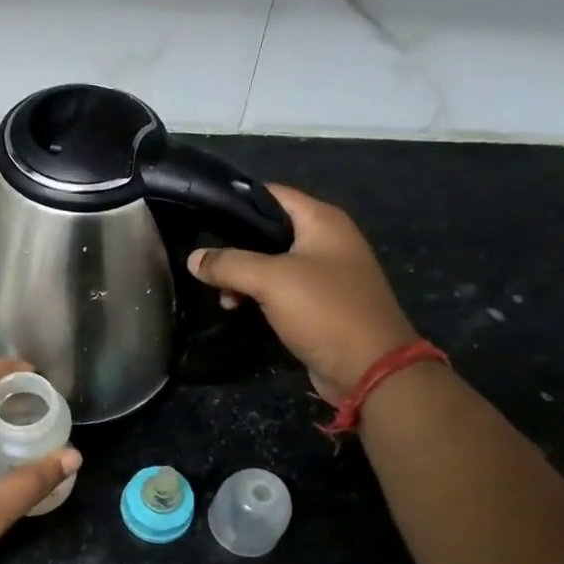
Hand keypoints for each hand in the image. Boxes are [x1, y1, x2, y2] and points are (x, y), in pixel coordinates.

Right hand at [188, 184, 416, 402]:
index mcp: (322, 221)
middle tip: (204, 261)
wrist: (370, 369)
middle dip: (235, 245)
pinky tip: (236, 306)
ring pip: (271, 262)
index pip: (272, 194)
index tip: (201, 214)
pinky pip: (281, 289)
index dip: (236, 201)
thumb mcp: (271, 280)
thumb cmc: (324, 311)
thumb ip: (229, 264)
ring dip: (243, 275)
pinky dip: (258, 294)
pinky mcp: (319, 303)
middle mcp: (327, 240)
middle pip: (269, 230)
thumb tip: (193, 258)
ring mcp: (325, 273)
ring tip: (220, 294)